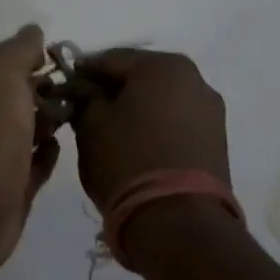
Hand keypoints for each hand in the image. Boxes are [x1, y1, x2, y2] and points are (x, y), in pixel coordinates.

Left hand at [0, 24, 60, 279]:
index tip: (71, 61)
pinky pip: (33, 165)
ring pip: (28, 131)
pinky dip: (46, 155)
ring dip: (50, 121)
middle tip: (84, 90)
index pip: (8, 65)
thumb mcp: (1, 73)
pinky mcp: (11, 189)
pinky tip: (61, 147)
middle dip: (49, 91)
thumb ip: (19, 50)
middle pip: (19, 97)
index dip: (37, 59)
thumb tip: (34, 31)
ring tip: (82, 115)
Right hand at [71, 49, 229, 216]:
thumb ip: (84, 99)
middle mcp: (194, 79)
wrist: (179, 221)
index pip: (110, 58)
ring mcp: (210, 111)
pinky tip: (135, 146)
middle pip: (140, 77)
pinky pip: (176, 122)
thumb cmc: (127, 161)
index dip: (83, 72)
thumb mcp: (90, 126)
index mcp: (162, 66)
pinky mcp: (217, 141)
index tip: (63, 88)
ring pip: (160, 100)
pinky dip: (154, 126)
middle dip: (112, 90)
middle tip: (84, 110)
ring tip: (108, 132)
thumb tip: (84, 91)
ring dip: (135, 109)